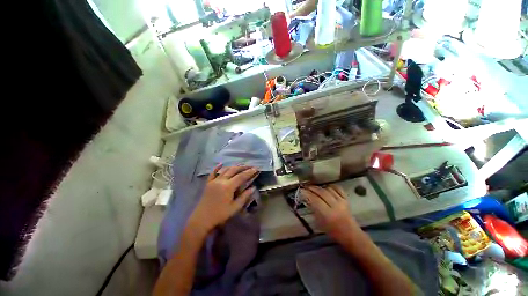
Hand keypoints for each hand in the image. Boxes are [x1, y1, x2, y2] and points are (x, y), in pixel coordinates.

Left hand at [188, 165, 258, 235]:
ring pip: (225, 170)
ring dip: (234, 167)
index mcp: (228, 187)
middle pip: (234, 170)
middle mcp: (221, 180)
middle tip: (250, 166)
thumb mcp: (235, 207)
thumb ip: (244, 197)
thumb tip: (253, 188)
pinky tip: (221, 164)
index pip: (241, 176)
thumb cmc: (220, 214)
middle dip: (243, 167)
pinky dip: (217, 168)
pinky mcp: (208, 183)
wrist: (202, 219)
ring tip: (241, 166)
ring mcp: (214, 180)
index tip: (256, 168)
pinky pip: (213, 173)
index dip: (249, 172)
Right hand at [301, 185, 360, 244]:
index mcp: (328, 214)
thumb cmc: (333, 232)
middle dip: (312, 188)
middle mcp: (335, 206)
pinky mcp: (346, 200)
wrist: (351, 235)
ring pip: (328, 189)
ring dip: (320, 187)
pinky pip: (338, 189)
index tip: (301, 190)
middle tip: (305, 186)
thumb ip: (314, 209)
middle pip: (321, 192)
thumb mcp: (320, 223)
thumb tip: (307, 199)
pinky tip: (326, 187)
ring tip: (314, 187)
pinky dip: (331, 186)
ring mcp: (342, 202)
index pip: (315, 199)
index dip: (307, 193)